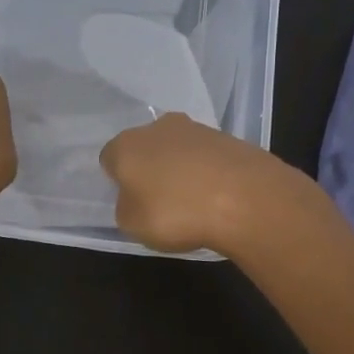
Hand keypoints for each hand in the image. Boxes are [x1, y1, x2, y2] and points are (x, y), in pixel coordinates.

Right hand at [99, 113, 309, 255]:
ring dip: (181, 169)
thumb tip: (134, 198)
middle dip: (150, 169)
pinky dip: (208, 173)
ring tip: (193, 202)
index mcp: (126, 144)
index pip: (109, 158)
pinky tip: (217, 197)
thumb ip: (125, 207)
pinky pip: (208, 157)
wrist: (244, 198)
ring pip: (178, 149)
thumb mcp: (132, 225)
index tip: (131, 201)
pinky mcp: (229, 138)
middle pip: (146, 147)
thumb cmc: (175, 212)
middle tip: (160, 200)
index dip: (117, 180)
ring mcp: (197, 129)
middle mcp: (158, 128)